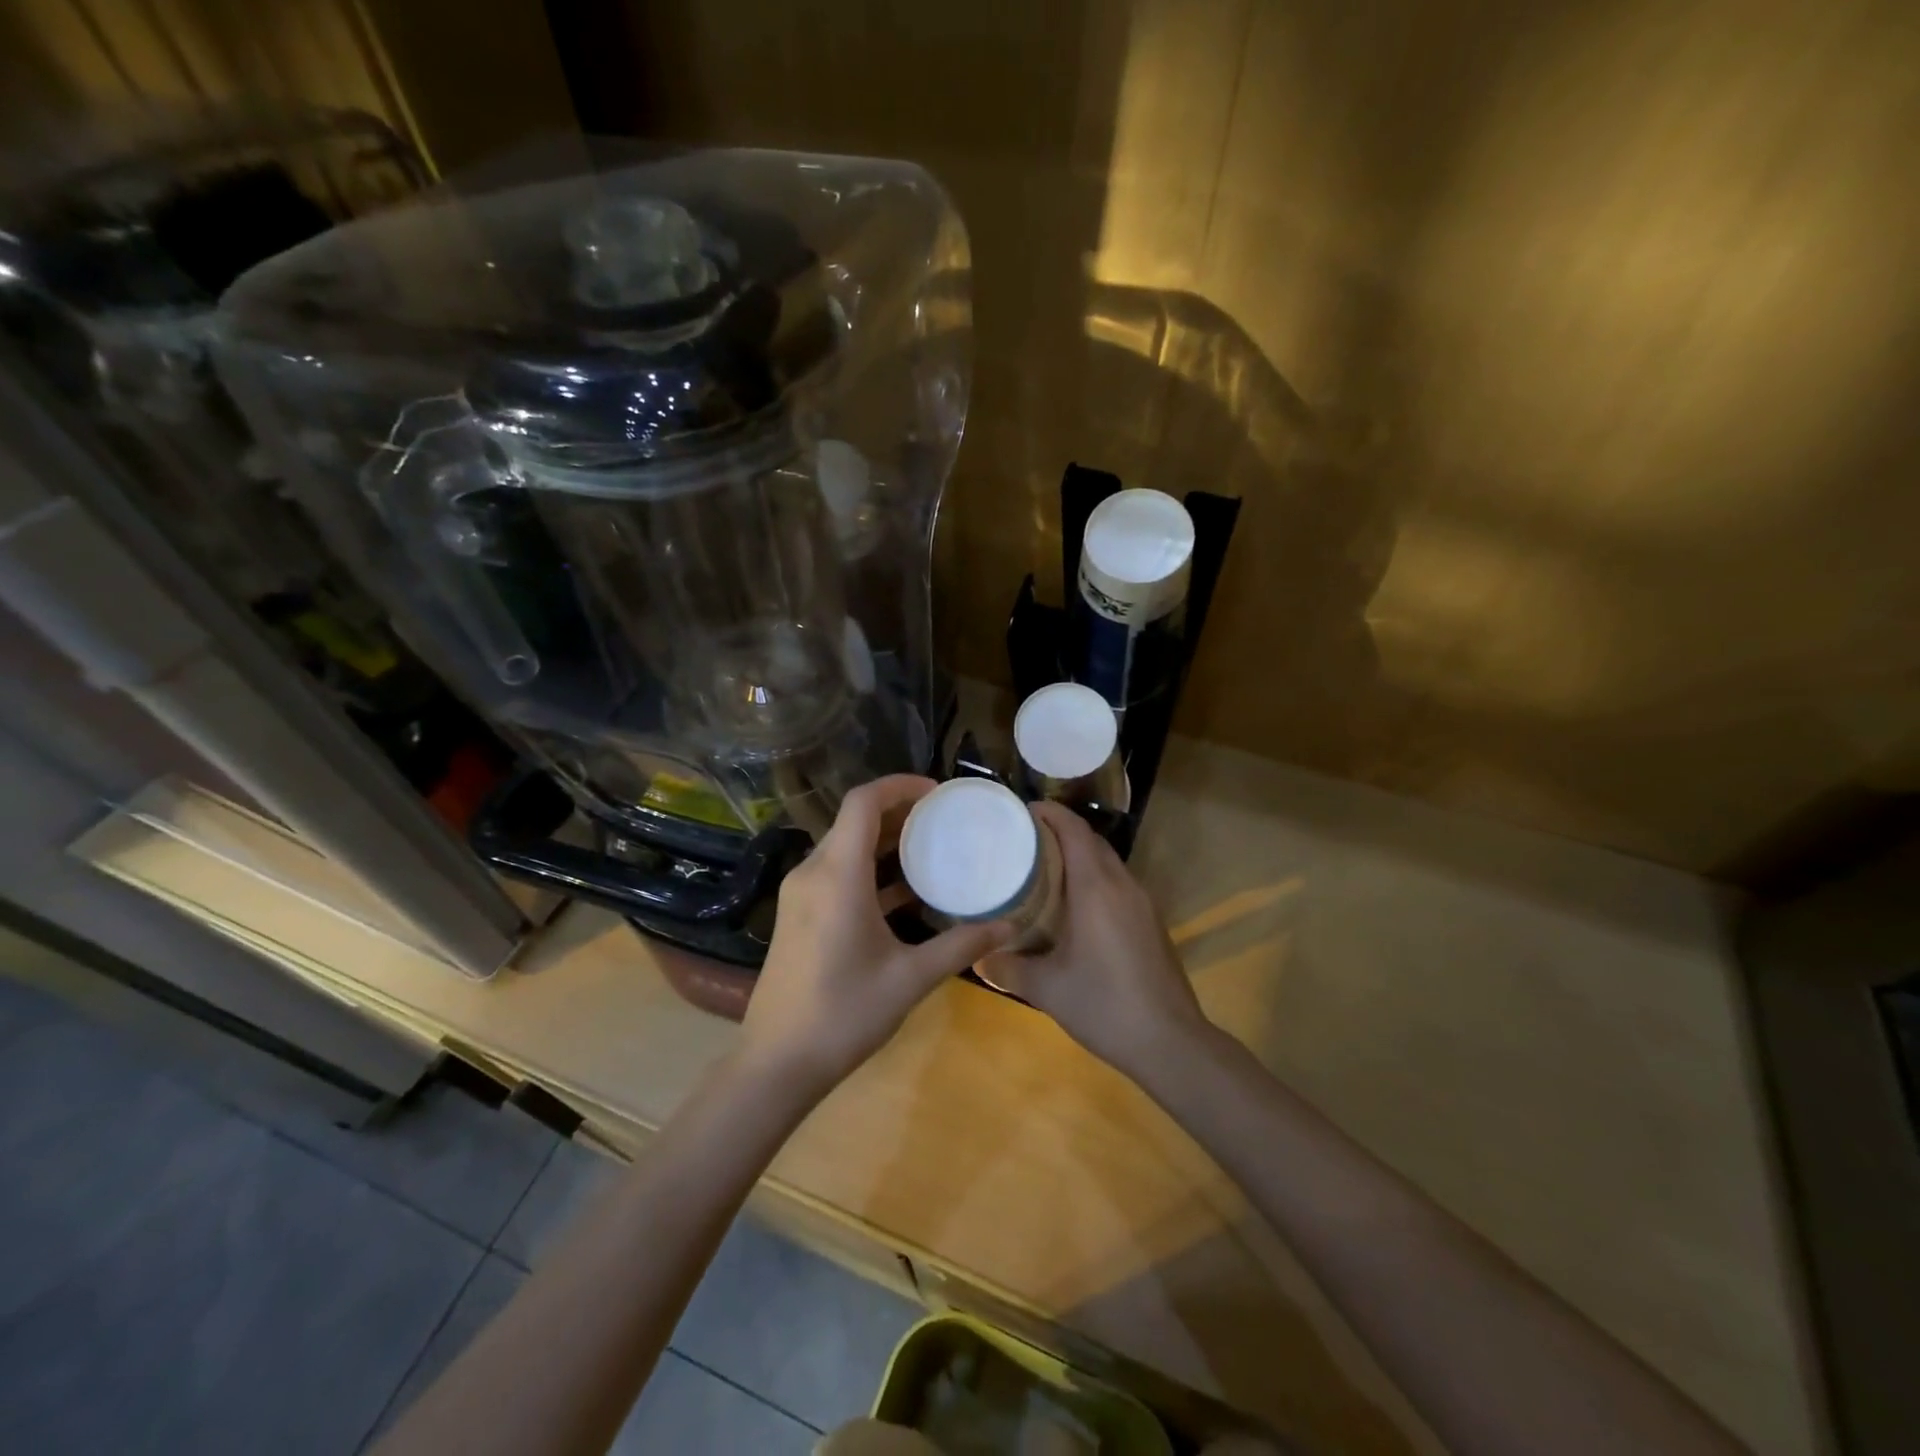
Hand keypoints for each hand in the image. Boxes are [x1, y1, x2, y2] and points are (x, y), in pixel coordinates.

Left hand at [738, 775, 1011, 1099]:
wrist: (776, 1064)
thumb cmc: (843, 1014)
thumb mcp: (910, 978)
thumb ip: (960, 946)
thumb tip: (1009, 926)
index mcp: (837, 875)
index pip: (864, 802)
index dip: (900, 786)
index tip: (939, 793)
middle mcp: (813, 872)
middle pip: (855, 820)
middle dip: (899, 811)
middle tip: (944, 820)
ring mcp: (801, 894)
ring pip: (845, 846)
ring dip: (885, 841)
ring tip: (931, 848)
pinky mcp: (800, 914)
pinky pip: (837, 872)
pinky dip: (870, 869)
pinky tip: (906, 890)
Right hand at [980, 802, 1209, 1078]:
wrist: (1170, 1042)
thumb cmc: (1103, 1004)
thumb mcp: (1046, 989)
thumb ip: (1008, 968)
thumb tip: (977, 957)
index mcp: (1096, 888)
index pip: (1074, 830)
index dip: (1050, 814)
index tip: (1023, 811)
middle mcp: (1122, 885)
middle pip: (1092, 842)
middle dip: (1061, 832)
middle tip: (1025, 840)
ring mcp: (1143, 904)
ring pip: (1108, 863)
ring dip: (1080, 856)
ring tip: (1045, 869)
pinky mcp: (1151, 923)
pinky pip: (1119, 885)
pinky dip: (1095, 879)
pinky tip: (1075, 907)